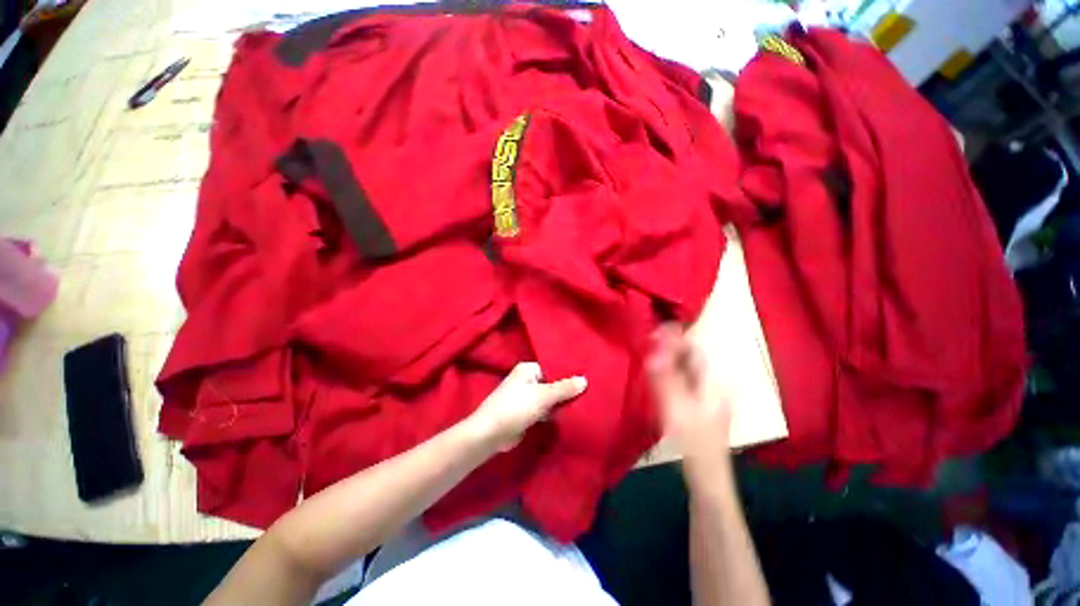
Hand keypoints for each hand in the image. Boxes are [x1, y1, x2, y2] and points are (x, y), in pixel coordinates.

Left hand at [467, 362, 587, 452]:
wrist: (490, 434)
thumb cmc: (515, 408)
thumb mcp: (542, 396)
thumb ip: (564, 388)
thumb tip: (585, 380)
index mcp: (528, 369)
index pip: (553, 368)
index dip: (568, 374)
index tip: (587, 379)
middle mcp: (527, 380)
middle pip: (552, 383)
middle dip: (566, 390)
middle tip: (590, 392)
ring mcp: (526, 397)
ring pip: (549, 398)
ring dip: (561, 403)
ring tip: (586, 403)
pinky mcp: (526, 413)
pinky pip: (545, 410)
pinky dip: (554, 413)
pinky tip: (571, 415)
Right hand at [648, 324, 732, 476]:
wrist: (708, 478)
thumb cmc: (693, 443)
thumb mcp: (676, 410)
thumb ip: (664, 380)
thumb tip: (653, 352)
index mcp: (713, 384)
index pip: (694, 351)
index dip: (674, 338)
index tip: (654, 330)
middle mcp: (714, 386)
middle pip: (691, 359)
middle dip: (670, 347)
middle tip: (648, 341)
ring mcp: (708, 397)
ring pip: (687, 370)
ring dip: (669, 359)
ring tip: (650, 353)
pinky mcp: (700, 407)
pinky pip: (685, 381)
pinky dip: (671, 373)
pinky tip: (659, 375)